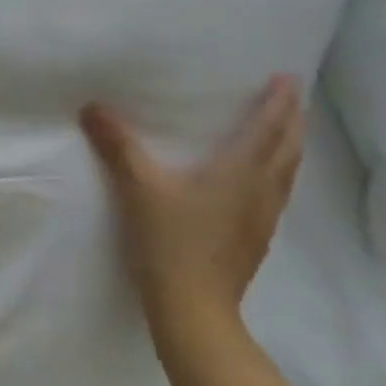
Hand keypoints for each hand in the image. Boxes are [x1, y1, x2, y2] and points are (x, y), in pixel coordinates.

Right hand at [80, 75, 304, 339]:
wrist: (193, 306)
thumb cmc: (169, 241)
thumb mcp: (137, 188)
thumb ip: (118, 146)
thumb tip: (93, 107)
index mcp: (240, 172)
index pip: (268, 128)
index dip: (279, 102)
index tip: (289, 78)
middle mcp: (261, 190)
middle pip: (288, 149)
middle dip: (292, 121)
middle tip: (292, 100)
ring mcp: (263, 218)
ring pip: (287, 173)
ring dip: (290, 147)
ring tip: (286, 133)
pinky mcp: (255, 238)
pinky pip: (277, 193)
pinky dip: (278, 173)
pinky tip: (262, 182)